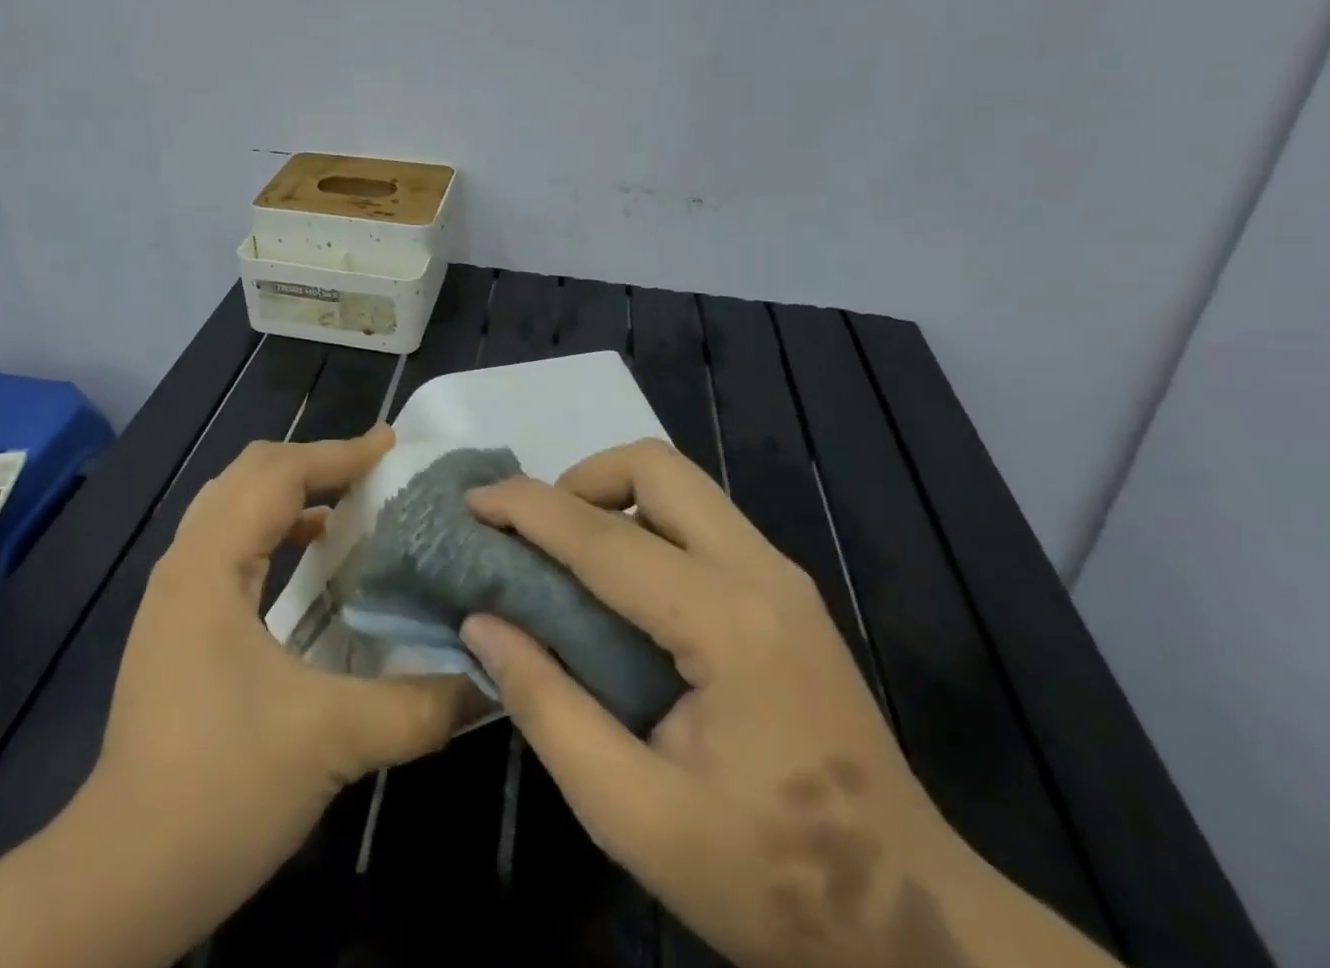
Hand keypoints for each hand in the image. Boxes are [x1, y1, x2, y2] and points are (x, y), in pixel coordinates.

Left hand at [88, 426, 473, 941]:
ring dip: (290, 492)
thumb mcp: (331, 740)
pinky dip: (273, 528)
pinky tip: (310, 556)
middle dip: (313, 461)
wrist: (124, 873)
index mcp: (210, 564)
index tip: (391, 445)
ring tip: (350, 502)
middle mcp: (185, 561)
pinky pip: (228, 541)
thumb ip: (417, 705)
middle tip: (373, 470)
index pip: (278, 475)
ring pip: (233, 505)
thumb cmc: (222, 787)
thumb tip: (485, 681)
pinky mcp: (176, 621)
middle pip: (249, 474)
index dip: (338, 453)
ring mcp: (174, 592)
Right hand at [459, 440, 968, 967]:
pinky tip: (622, 586)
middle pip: (656, 466)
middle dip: (580, 480)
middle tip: (536, 536)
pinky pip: (700, 519)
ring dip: (612, 496)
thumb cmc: (769, 880)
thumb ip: (547, 707)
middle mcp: (761, 574)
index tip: (471, 502)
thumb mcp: (632, 813)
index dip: (525, 508)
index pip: (602, 536)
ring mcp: (782, 578)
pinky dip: (644, 522)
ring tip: (568, 557)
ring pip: (681, 483)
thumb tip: (482, 623)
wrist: (918, 929)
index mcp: (726, 624)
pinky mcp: (787, 594)